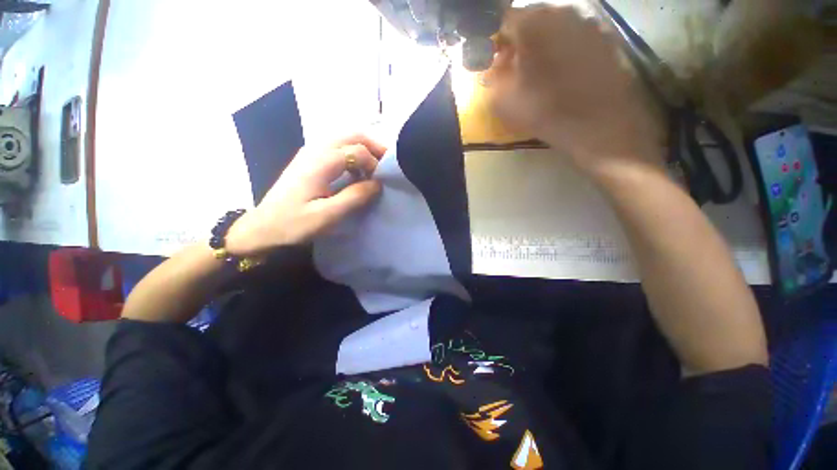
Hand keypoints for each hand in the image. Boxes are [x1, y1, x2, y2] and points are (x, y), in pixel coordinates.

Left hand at [226, 135, 384, 256]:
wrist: (262, 227)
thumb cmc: (294, 224)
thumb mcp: (327, 216)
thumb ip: (354, 197)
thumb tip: (378, 184)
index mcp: (320, 162)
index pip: (357, 150)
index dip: (374, 164)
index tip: (381, 183)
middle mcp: (315, 149)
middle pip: (352, 135)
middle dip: (374, 147)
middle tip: (387, 166)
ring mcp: (310, 152)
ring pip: (345, 138)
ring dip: (364, 149)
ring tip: (375, 169)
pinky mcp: (309, 159)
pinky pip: (337, 147)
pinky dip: (353, 154)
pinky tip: (356, 172)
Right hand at [483, 5, 663, 176]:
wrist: (598, 124)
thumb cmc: (545, 111)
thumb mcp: (503, 102)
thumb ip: (492, 81)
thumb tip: (493, 71)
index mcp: (531, 24)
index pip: (501, 20)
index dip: (492, 40)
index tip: (490, 61)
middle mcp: (560, 12)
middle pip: (529, 19)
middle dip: (515, 41)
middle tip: (511, 67)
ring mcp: (586, 22)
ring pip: (552, 26)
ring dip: (538, 44)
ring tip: (536, 72)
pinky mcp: (604, 37)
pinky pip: (573, 36)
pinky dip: (561, 48)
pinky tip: (561, 73)